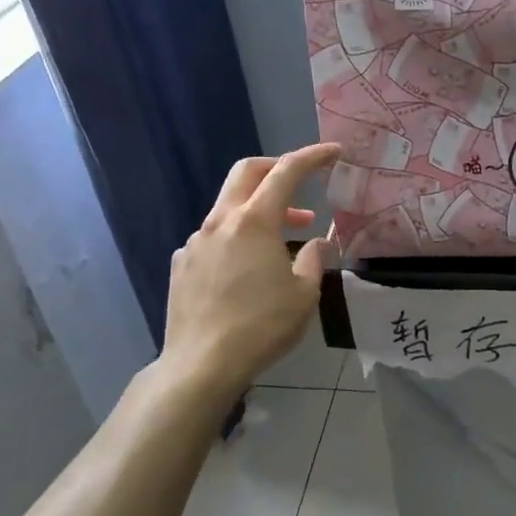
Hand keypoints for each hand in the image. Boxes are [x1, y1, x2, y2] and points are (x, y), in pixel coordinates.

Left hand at [157, 143, 341, 398]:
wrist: (202, 364)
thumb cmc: (262, 327)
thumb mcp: (304, 294)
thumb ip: (314, 259)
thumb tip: (317, 242)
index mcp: (254, 222)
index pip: (286, 172)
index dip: (312, 157)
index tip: (333, 151)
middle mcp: (220, 222)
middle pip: (246, 173)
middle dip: (276, 168)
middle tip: (301, 183)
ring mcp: (195, 242)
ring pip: (229, 208)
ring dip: (259, 211)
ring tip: (285, 240)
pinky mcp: (181, 264)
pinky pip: (212, 237)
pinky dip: (236, 238)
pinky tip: (247, 269)